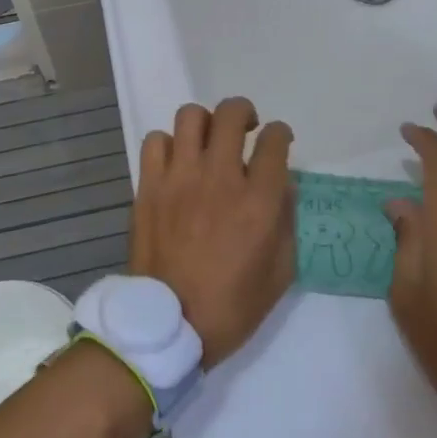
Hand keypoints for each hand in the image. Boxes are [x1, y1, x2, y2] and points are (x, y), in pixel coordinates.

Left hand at [129, 98, 294, 369]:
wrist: (168, 325)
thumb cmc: (231, 306)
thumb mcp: (280, 272)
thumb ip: (287, 222)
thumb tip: (282, 185)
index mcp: (258, 202)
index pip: (275, 141)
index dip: (281, 134)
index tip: (279, 142)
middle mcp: (220, 178)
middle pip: (231, 114)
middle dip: (244, 112)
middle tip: (245, 129)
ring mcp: (180, 178)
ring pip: (190, 116)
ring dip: (205, 123)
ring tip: (208, 141)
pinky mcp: (149, 186)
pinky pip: (156, 141)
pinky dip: (169, 144)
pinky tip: (176, 163)